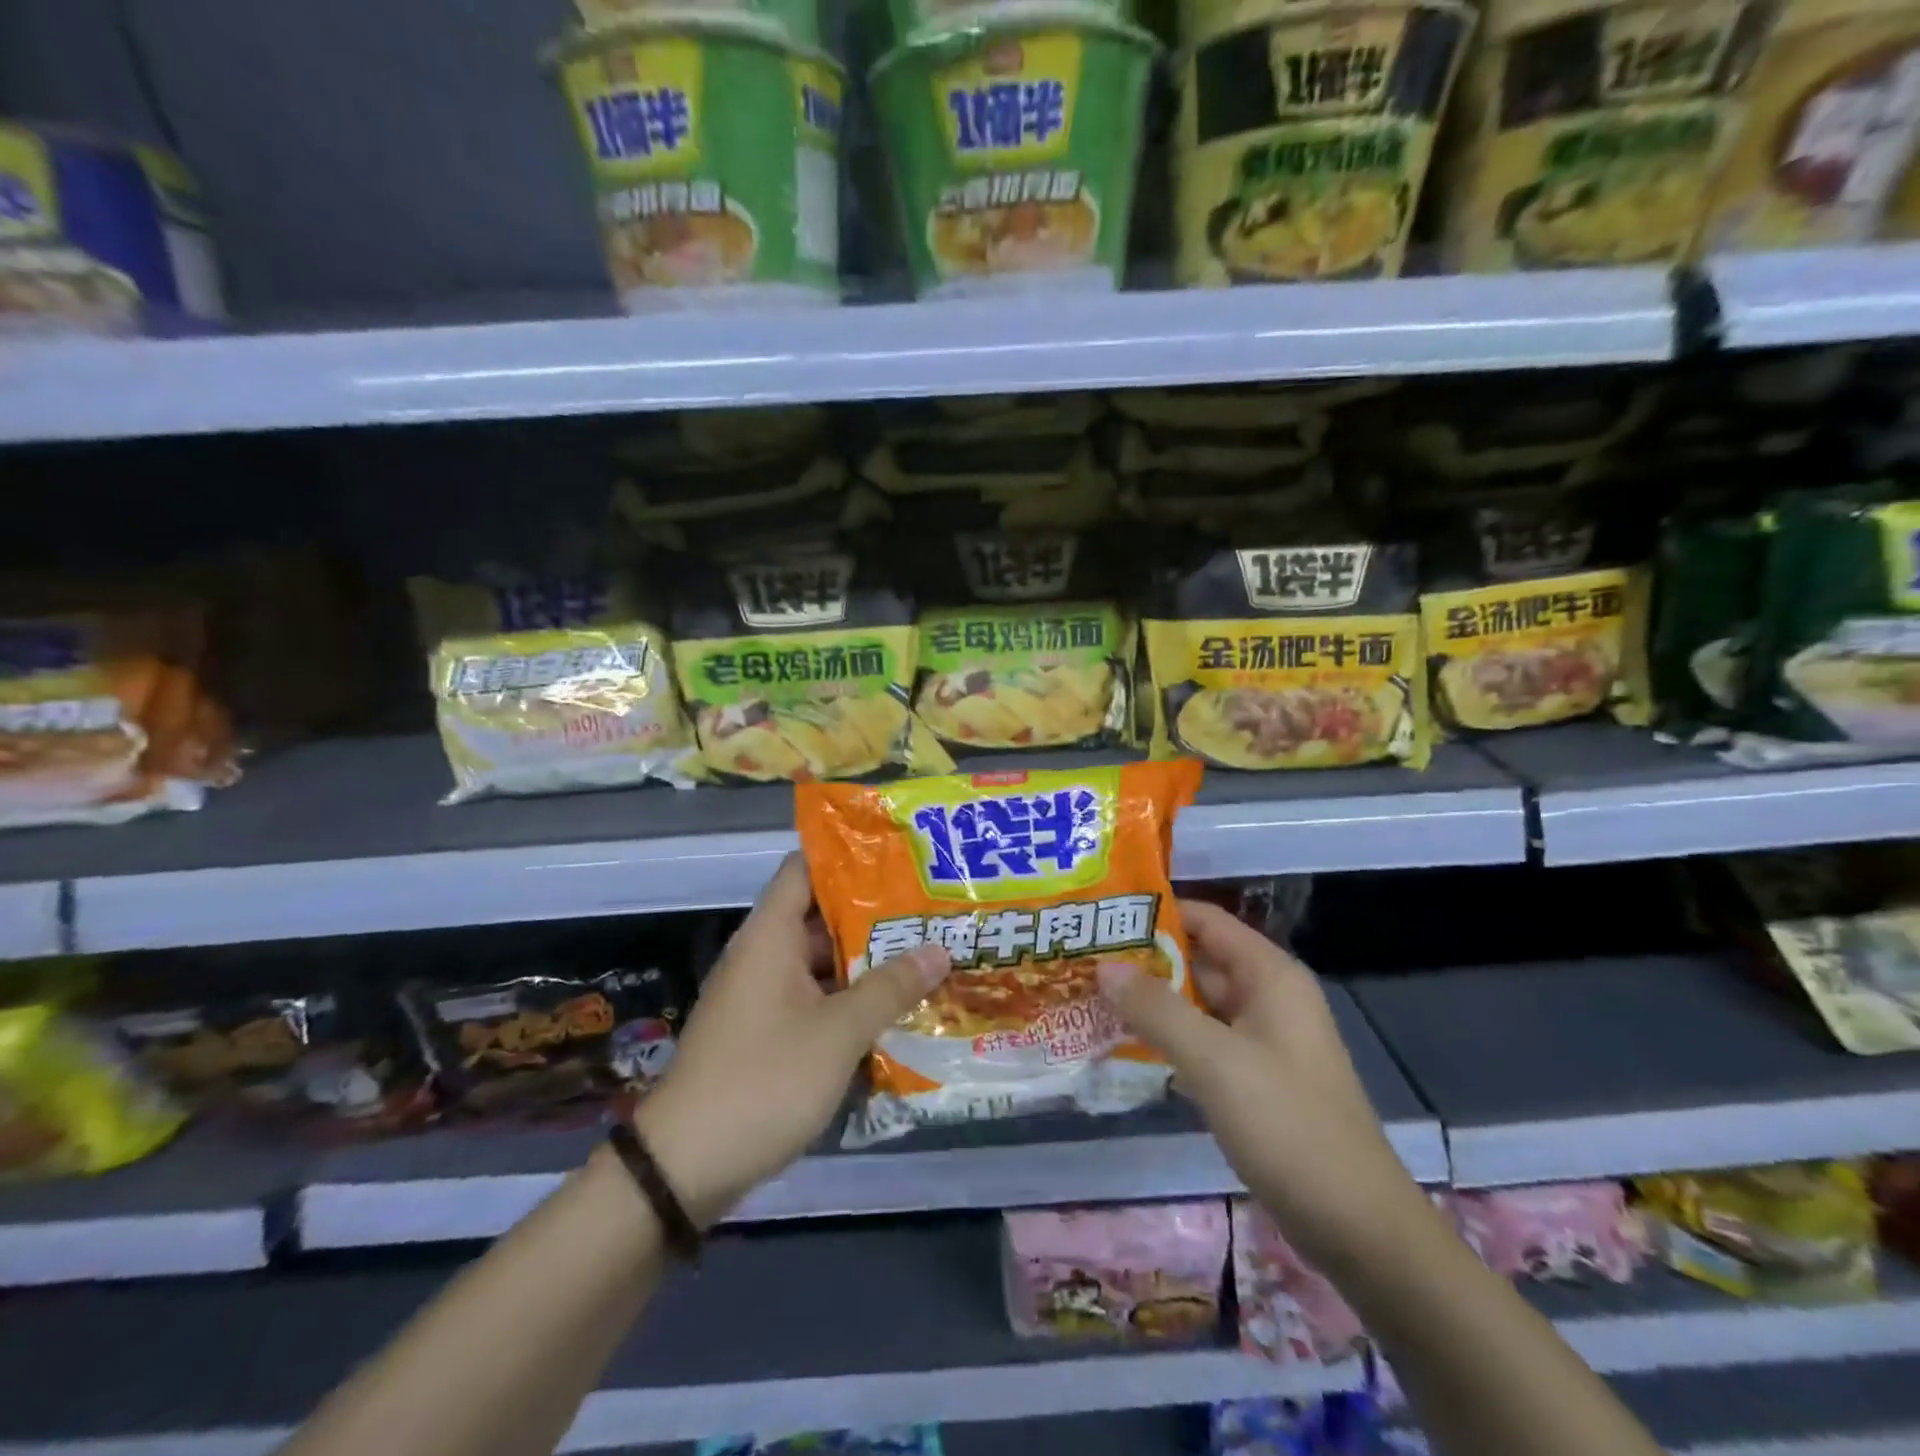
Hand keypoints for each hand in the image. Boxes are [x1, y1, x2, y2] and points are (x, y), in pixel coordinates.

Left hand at [634, 853, 950, 1226]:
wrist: (684, 1167)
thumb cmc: (764, 1079)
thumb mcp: (838, 1032)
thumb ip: (890, 987)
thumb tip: (940, 949)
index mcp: (770, 935)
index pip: (805, 867)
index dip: (849, 856)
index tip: (898, 857)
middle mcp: (762, 955)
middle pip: (820, 915)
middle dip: (873, 914)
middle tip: (928, 910)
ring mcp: (761, 996)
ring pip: (820, 962)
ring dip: (865, 961)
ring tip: (923, 954)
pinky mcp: (762, 1033)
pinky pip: (811, 998)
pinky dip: (847, 999)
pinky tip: (890, 1009)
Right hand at [1097, 900, 1429, 1274]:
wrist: (1357, 1226)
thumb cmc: (1287, 1125)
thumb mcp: (1214, 1061)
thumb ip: (1157, 1009)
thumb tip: (1104, 967)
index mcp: (1269, 976)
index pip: (1205, 920)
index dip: (1155, 913)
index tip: (1101, 917)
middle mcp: (1267, 997)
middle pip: (1197, 961)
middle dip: (1143, 961)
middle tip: (1083, 960)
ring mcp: (1262, 1041)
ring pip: (1196, 1005)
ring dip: (1150, 1002)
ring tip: (1090, 997)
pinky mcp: (1254, 1080)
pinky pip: (1202, 1043)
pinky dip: (1167, 1039)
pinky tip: (1123, 1045)